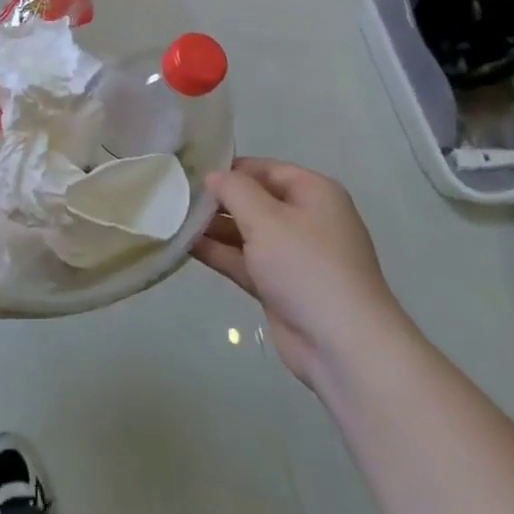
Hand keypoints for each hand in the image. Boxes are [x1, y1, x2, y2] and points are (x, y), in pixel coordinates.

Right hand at [193, 158, 407, 388]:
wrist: (342, 345)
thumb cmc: (306, 266)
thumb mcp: (266, 218)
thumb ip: (234, 190)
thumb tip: (213, 175)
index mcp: (314, 193)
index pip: (265, 169)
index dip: (229, 169)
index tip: (190, 171)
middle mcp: (305, 219)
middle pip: (254, 200)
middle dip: (217, 199)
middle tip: (173, 195)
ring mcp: (292, 255)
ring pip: (246, 231)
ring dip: (213, 227)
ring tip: (170, 218)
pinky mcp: (279, 285)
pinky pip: (244, 259)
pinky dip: (218, 252)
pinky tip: (184, 245)